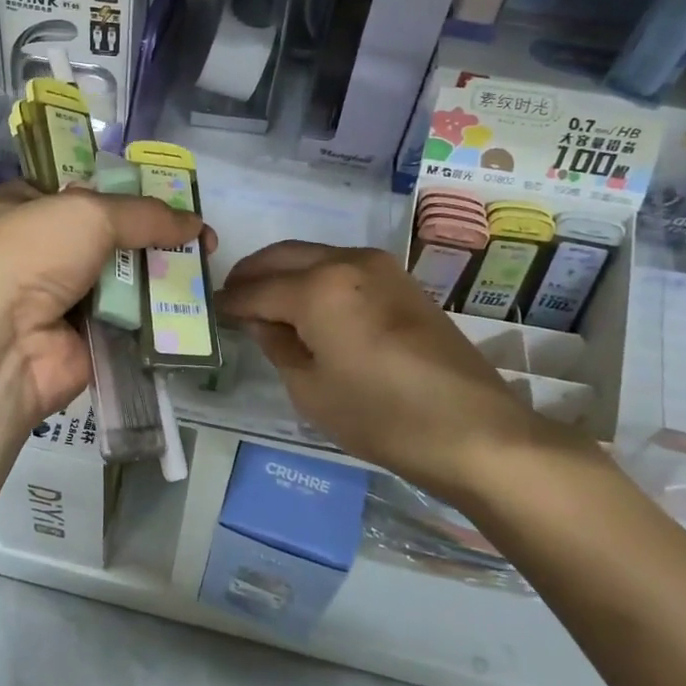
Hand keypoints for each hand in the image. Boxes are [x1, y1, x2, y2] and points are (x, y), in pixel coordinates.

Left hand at [0, 182, 213, 424]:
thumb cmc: (27, 255)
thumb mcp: (85, 212)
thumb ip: (143, 214)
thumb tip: (194, 222)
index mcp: (17, 207)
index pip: (74, 191)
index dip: (121, 190)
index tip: (166, 195)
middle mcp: (34, 251)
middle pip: (105, 235)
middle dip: (150, 234)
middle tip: (199, 235)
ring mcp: (57, 298)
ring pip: (121, 278)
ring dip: (159, 273)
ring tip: (206, 265)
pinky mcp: (81, 339)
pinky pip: (127, 319)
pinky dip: (155, 314)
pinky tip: (194, 304)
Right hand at [219, 242, 581, 495]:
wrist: (474, 430)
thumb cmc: (383, 417)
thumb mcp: (311, 390)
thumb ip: (278, 345)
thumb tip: (263, 321)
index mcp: (318, 288)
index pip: (257, 289)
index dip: (230, 302)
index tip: (211, 311)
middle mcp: (346, 261)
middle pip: (282, 257)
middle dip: (251, 275)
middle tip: (231, 299)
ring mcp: (379, 265)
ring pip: (312, 255)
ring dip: (283, 272)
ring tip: (265, 302)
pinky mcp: (400, 279)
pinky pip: (341, 265)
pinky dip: (314, 277)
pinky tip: (307, 304)